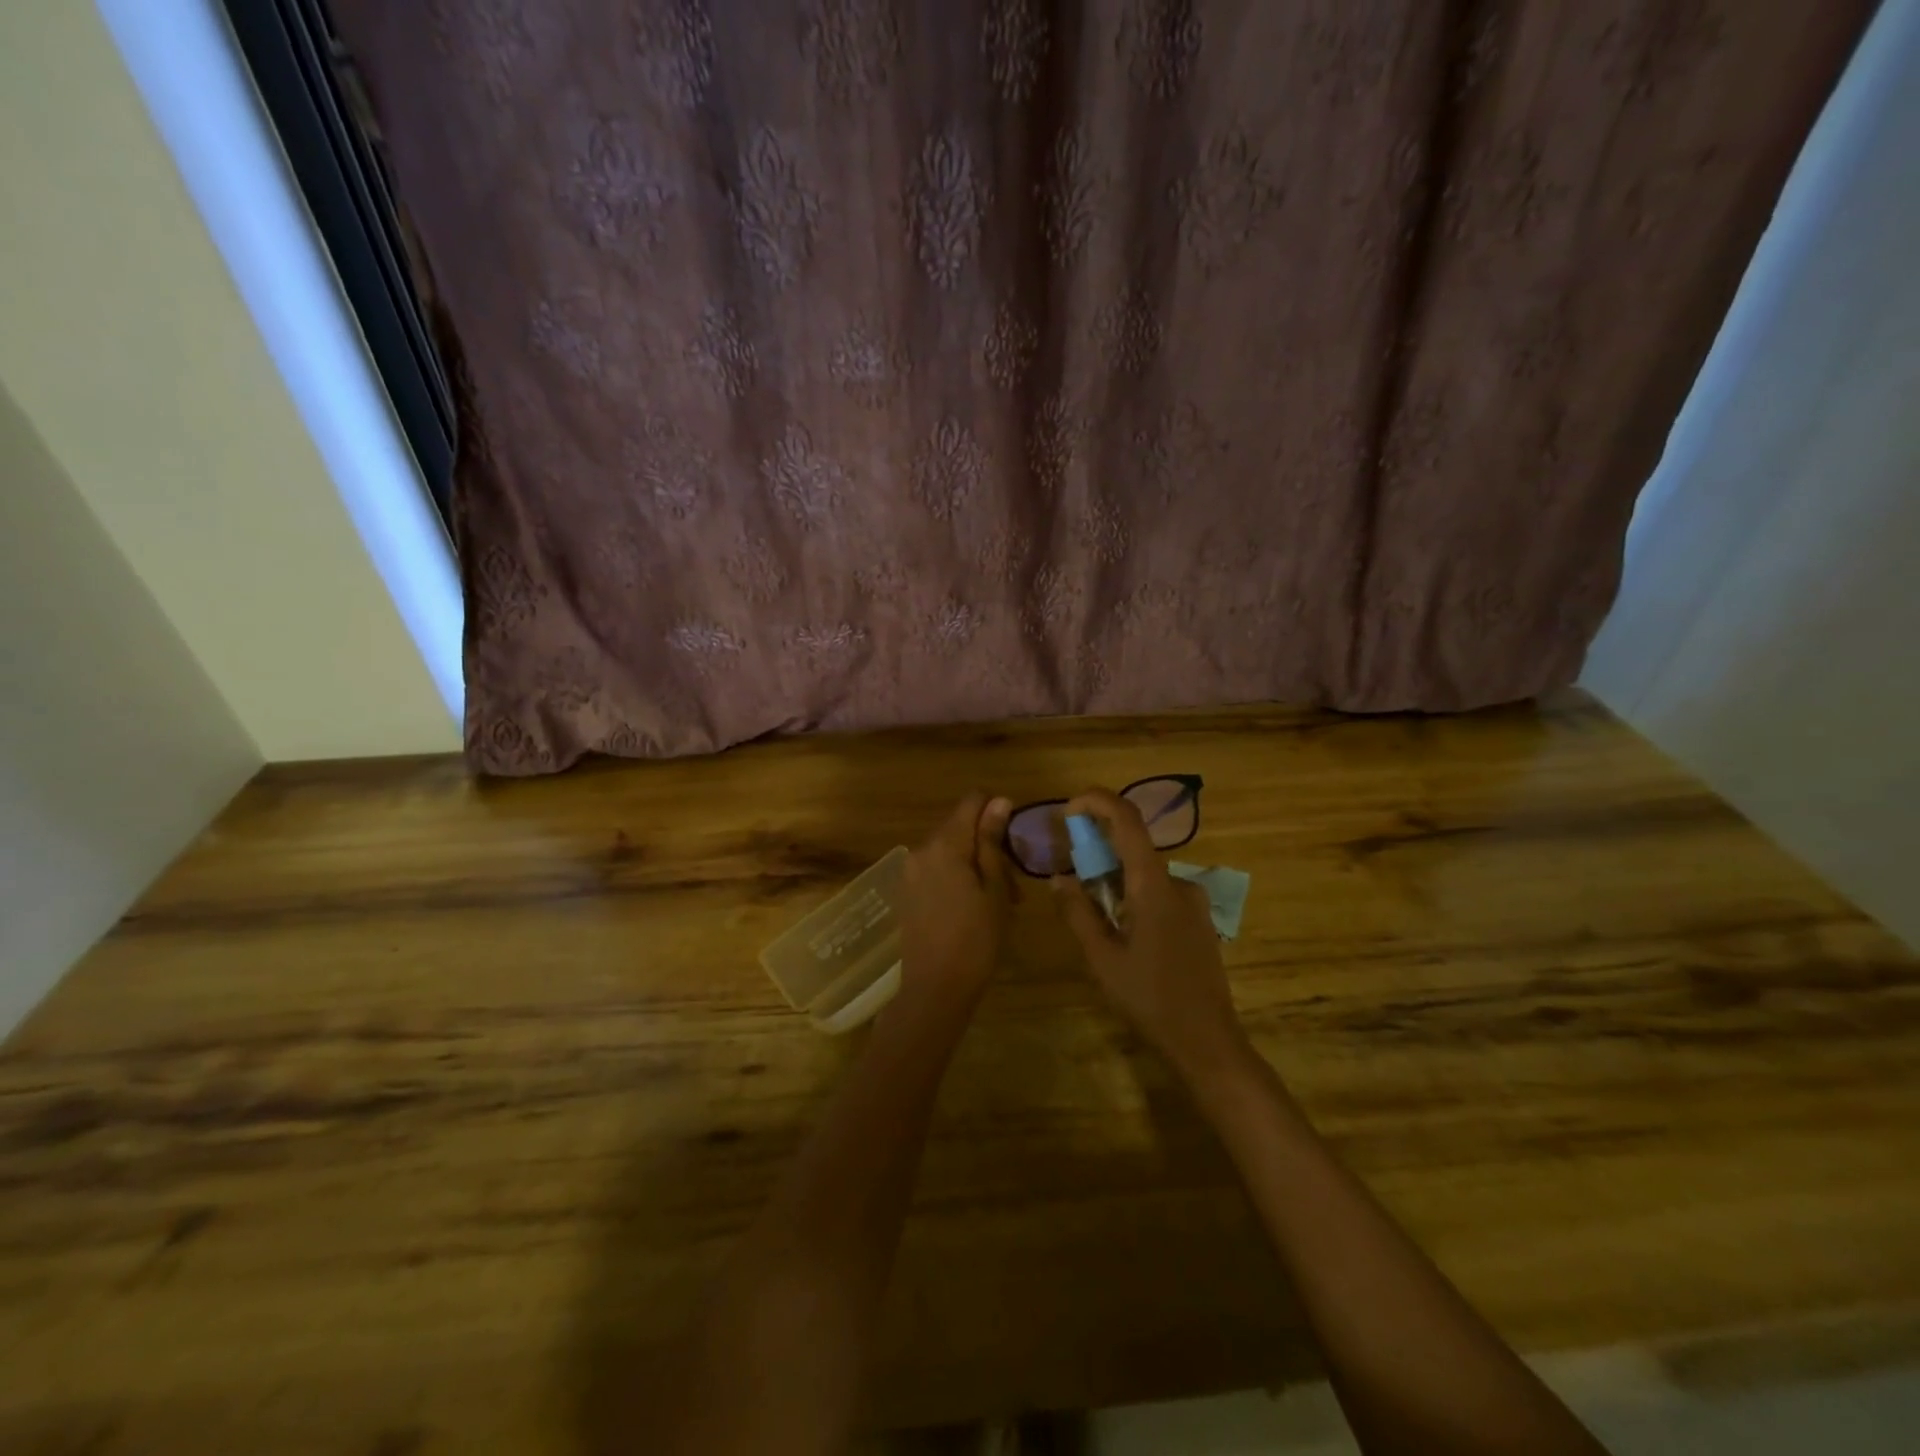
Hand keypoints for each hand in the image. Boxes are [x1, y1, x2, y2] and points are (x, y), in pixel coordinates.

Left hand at [889, 792, 1014, 1025]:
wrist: (935, 988)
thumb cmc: (976, 939)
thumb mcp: (994, 888)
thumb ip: (992, 842)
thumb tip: (999, 801)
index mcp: (944, 844)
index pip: (972, 801)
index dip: (997, 811)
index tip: (1013, 841)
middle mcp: (921, 849)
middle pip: (961, 827)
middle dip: (989, 846)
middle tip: (1013, 887)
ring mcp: (910, 871)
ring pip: (950, 851)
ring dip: (976, 865)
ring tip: (999, 902)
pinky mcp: (907, 891)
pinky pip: (937, 870)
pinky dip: (958, 878)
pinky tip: (974, 909)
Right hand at [1051, 788, 1248, 1080]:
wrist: (1207, 1041)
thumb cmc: (1149, 998)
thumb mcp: (1102, 957)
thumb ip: (1078, 912)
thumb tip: (1058, 877)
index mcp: (1154, 885)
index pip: (1127, 821)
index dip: (1098, 802)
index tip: (1069, 808)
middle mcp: (1178, 883)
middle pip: (1134, 848)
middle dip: (1098, 851)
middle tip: (1071, 878)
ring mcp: (1193, 902)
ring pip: (1145, 874)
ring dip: (1115, 881)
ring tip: (1094, 917)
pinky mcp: (1199, 920)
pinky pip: (1160, 892)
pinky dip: (1134, 896)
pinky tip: (1124, 933)